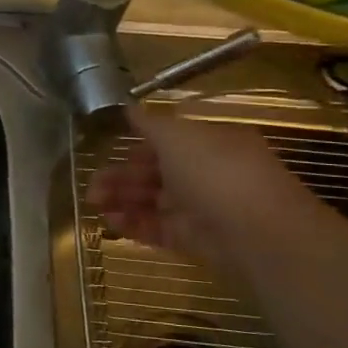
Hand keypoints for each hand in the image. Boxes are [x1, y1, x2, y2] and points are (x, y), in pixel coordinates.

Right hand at [86, 107, 313, 267]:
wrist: (256, 232)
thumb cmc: (215, 172)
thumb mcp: (177, 136)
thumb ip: (149, 124)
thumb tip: (129, 107)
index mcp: (208, 143)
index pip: (167, 142)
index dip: (136, 148)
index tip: (108, 154)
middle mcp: (207, 173)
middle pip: (156, 173)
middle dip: (121, 177)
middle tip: (92, 187)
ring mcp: (202, 208)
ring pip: (154, 202)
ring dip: (122, 200)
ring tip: (94, 205)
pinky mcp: (196, 239)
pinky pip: (160, 229)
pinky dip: (135, 225)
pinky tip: (111, 223)